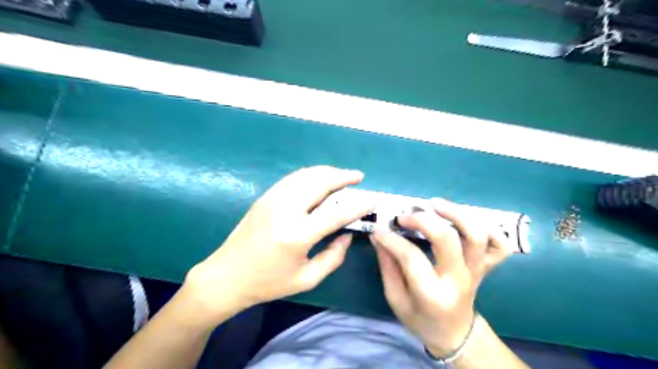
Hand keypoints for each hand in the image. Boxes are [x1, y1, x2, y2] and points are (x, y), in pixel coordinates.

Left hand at [183, 166, 375, 324]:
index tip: (371, 200)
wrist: (226, 276)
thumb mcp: (306, 279)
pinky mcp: (265, 197)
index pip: (335, 214)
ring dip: (327, 171)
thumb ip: (333, 257)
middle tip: (358, 176)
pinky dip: (311, 174)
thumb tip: (347, 235)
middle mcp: (285, 210)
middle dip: (342, 176)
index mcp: (296, 235)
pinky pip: (293, 178)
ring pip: (306, 174)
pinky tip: (320, 179)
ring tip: (343, 175)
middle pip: (320, 182)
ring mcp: (272, 199)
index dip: (357, 205)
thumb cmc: (268, 283)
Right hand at [369, 199, 507, 357]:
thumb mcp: (396, 299)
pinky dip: (489, 228)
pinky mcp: (486, 267)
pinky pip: (500, 245)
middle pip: (447, 239)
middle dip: (422, 220)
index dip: (392, 240)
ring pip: (476, 236)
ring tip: (434, 204)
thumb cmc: (420, 318)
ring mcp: (476, 272)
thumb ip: (387, 266)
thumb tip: (380, 236)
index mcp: (432, 294)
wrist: (455, 333)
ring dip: (456, 214)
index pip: (411, 257)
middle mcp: (458, 280)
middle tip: (404, 216)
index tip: (379, 231)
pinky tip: (466, 220)